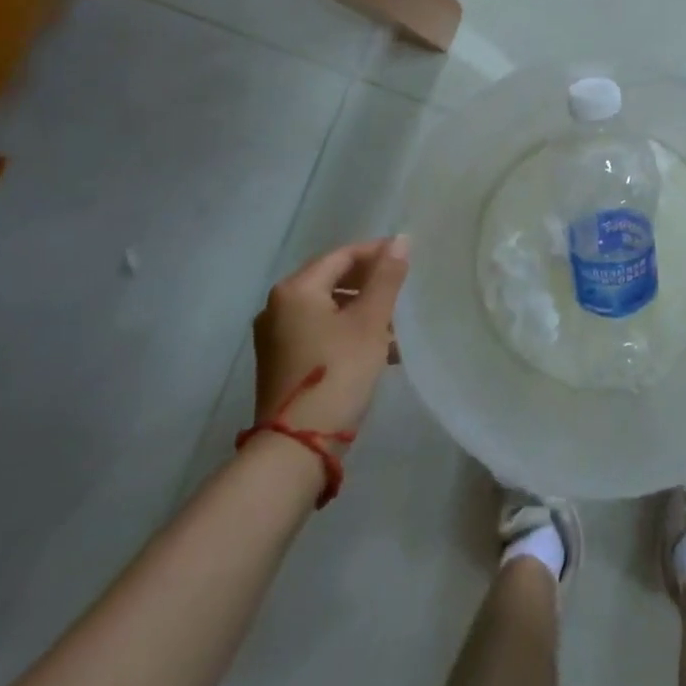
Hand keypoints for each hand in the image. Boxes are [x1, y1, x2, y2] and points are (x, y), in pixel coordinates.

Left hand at [251, 236, 408, 438]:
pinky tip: (377, 349)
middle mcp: (278, 306)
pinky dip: (347, 331)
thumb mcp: (370, 322)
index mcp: (295, 289)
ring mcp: (276, 336)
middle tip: (404, 291)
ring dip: (362, 311)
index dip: (377, 253)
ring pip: (328, 308)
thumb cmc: (338, 372)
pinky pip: (319, 331)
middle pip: (332, 279)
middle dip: (370, 284)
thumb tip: (400, 239)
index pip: (342, 255)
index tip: (409, 259)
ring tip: (396, 326)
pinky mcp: (281, 361)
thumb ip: (386, 278)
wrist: (298, 445)